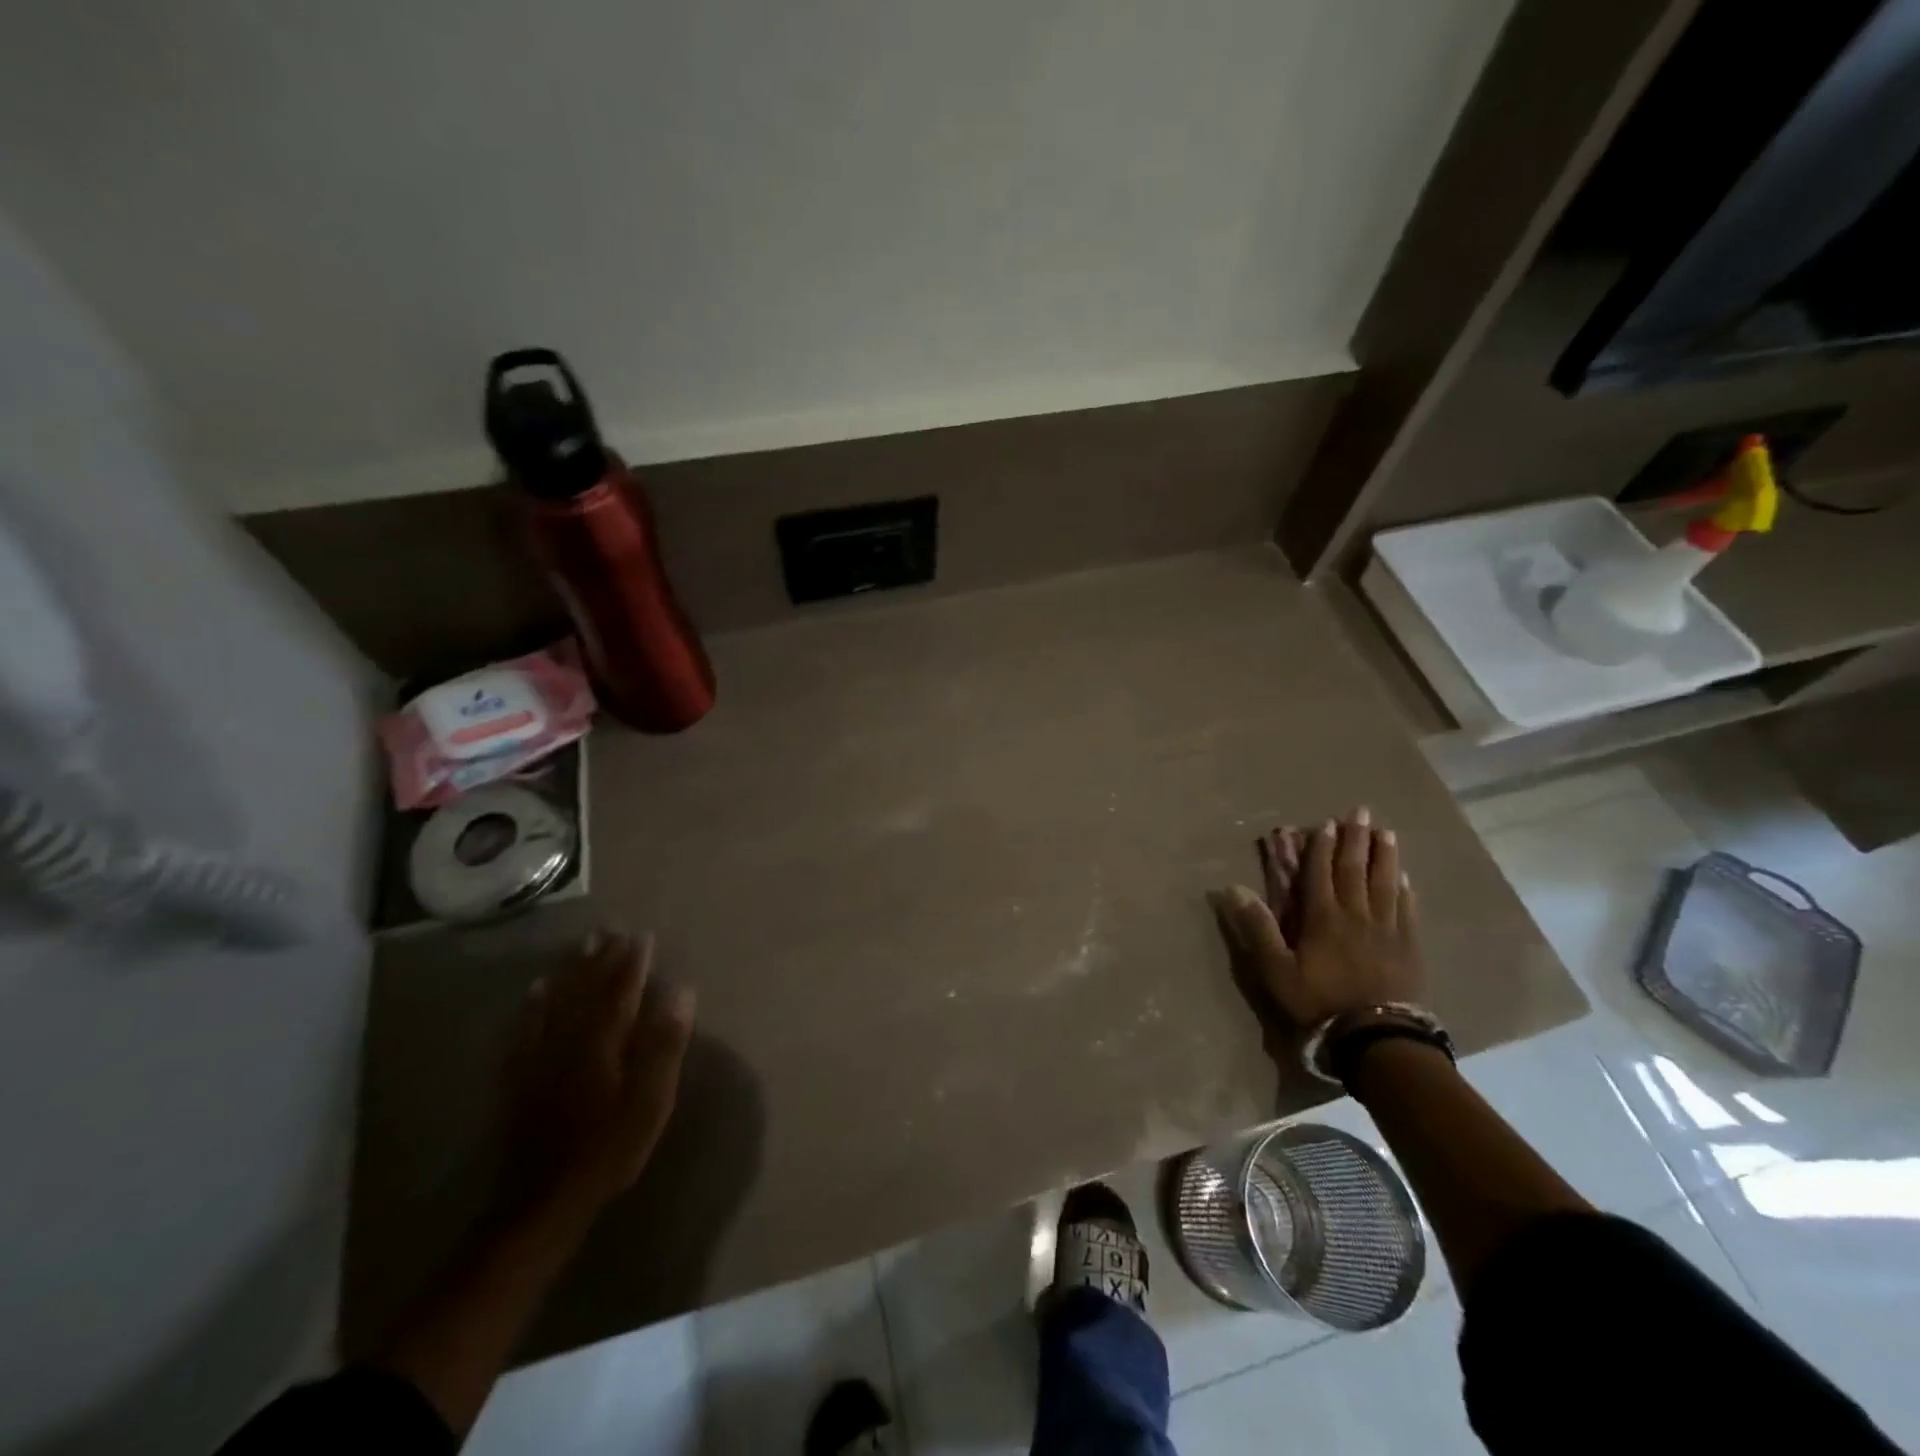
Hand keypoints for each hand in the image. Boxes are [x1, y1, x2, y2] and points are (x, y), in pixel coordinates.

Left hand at [503, 930, 695, 1214]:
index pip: (622, 992)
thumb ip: (665, 1045)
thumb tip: (681, 993)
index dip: (634, 963)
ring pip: (558, 1002)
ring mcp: (542, 1057)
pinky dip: (534, 1005)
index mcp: (604, 1043)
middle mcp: (570, 1040)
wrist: (544, 1200)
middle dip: (602, 959)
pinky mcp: (522, 1077)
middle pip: (588, 990)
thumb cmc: (609, 1150)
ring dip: (572, 971)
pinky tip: (536, 988)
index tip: (643, 936)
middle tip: (612, 930)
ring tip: (582, 945)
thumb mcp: (651, 1102)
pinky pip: (527, 1028)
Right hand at [1212, 809, 1425, 1029]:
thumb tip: (1233, 888)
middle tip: (1361, 812)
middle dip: (1355, 839)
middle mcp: (1356, 915)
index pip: (1321, 873)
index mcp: (1323, 918)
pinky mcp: (1409, 947)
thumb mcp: (1275, 970)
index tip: (1325, 823)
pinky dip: (1405, 889)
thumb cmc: (1319, 1003)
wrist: (1378, 1039)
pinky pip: (1407, 909)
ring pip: (1385, 883)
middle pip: (1355, 869)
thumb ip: (1257, 928)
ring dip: (1384, 855)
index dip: (1322, 847)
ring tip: (1386, 833)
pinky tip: (1405, 877)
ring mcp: (1387, 930)